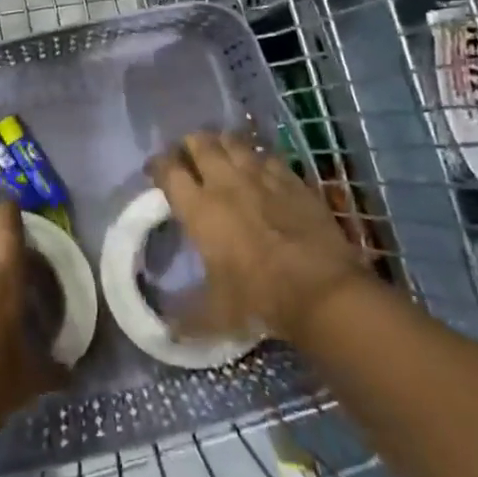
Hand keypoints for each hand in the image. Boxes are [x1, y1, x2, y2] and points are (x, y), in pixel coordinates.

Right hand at [151, 131, 369, 343]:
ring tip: (221, 154)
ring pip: (234, 142)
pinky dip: (259, 158)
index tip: (155, 170)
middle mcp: (225, 183)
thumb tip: (166, 334)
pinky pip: (269, 156)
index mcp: (198, 209)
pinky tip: (259, 168)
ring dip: (223, 144)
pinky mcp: (292, 180)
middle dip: (189, 145)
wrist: (322, 291)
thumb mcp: (216, 315)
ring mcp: (261, 177)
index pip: (168, 170)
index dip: (158, 165)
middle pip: (200, 143)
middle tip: (188, 157)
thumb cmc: (260, 299)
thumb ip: (186, 319)